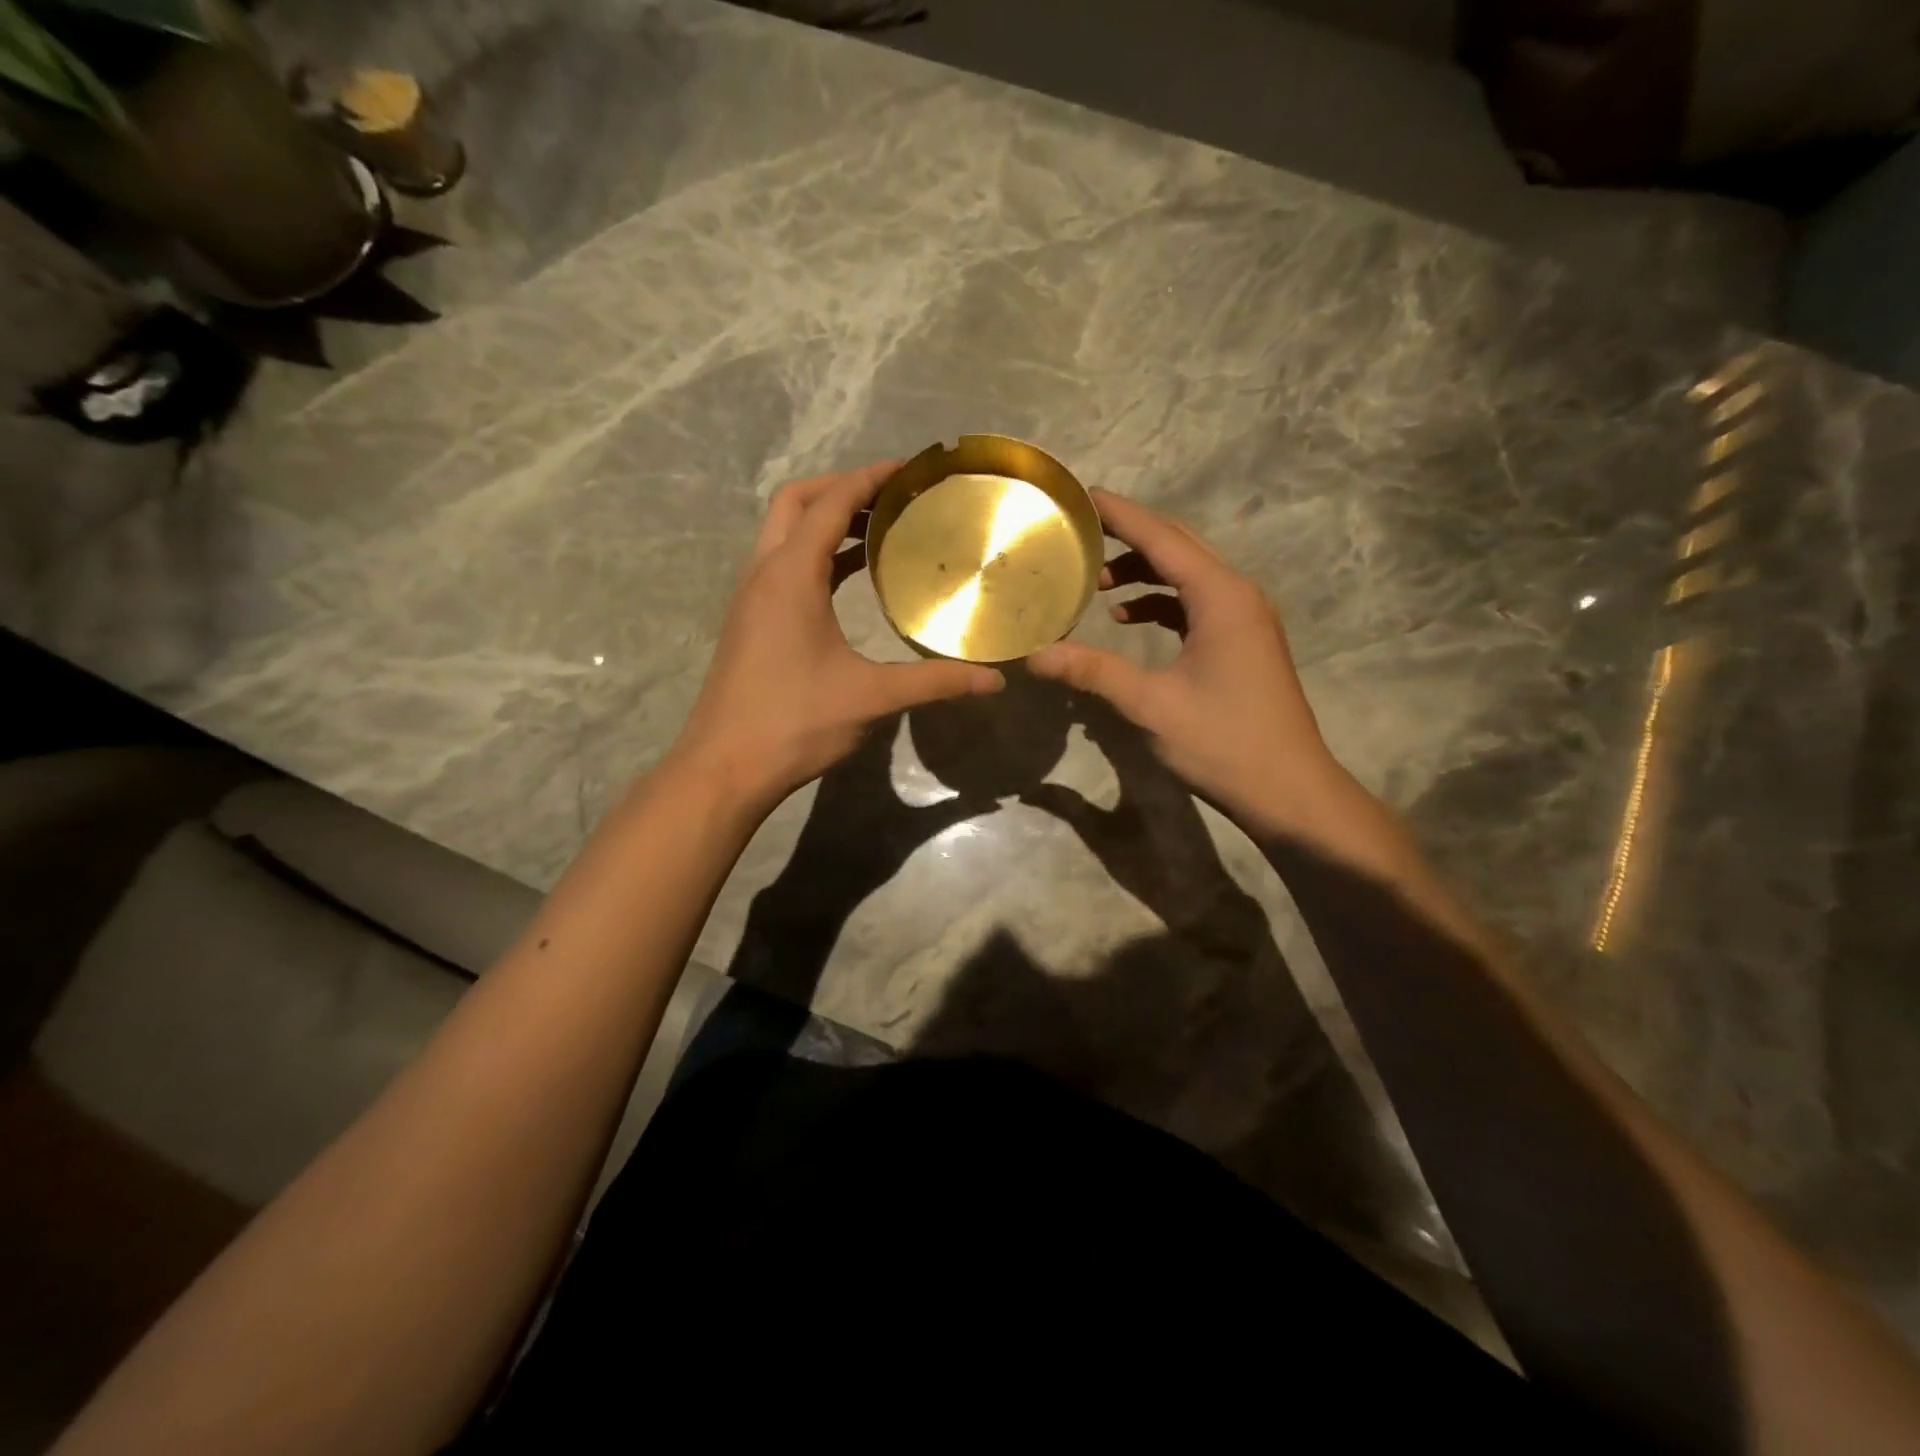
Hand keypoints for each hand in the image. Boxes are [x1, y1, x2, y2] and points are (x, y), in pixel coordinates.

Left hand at [671, 462, 1004, 814]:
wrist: (724, 767)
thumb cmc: (795, 723)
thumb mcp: (871, 698)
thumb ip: (934, 682)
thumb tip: (993, 681)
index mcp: (790, 575)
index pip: (830, 503)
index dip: (870, 478)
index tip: (910, 469)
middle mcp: (764, 574)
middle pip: (796, 502)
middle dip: (841, 489)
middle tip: (891, 499)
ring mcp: (751, 598)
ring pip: (784, 534)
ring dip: (825, 522)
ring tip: (879, 531)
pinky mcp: (750, 622)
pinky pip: (782, 565)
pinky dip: (815, 555)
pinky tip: (848, 580)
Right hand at [1027, 489, 1346, 837]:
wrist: (1289, 790)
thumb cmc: (1223, 743)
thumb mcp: (1151, 705)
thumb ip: (1093, 672)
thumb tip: (1035, 655)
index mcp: (1220, 597)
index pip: (1162, 538)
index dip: (1120, 514)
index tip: (1082, 495)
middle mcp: (1237, 595)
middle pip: (1178, 546)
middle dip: (1129, 536)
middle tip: (1080, 531)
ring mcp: (1245, 619)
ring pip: (1188, 575)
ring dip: (1144, 571)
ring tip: (1094, 582)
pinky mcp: (1243, 642)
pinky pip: (1196, 603)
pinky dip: (1161, 601)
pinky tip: (1128, 618)